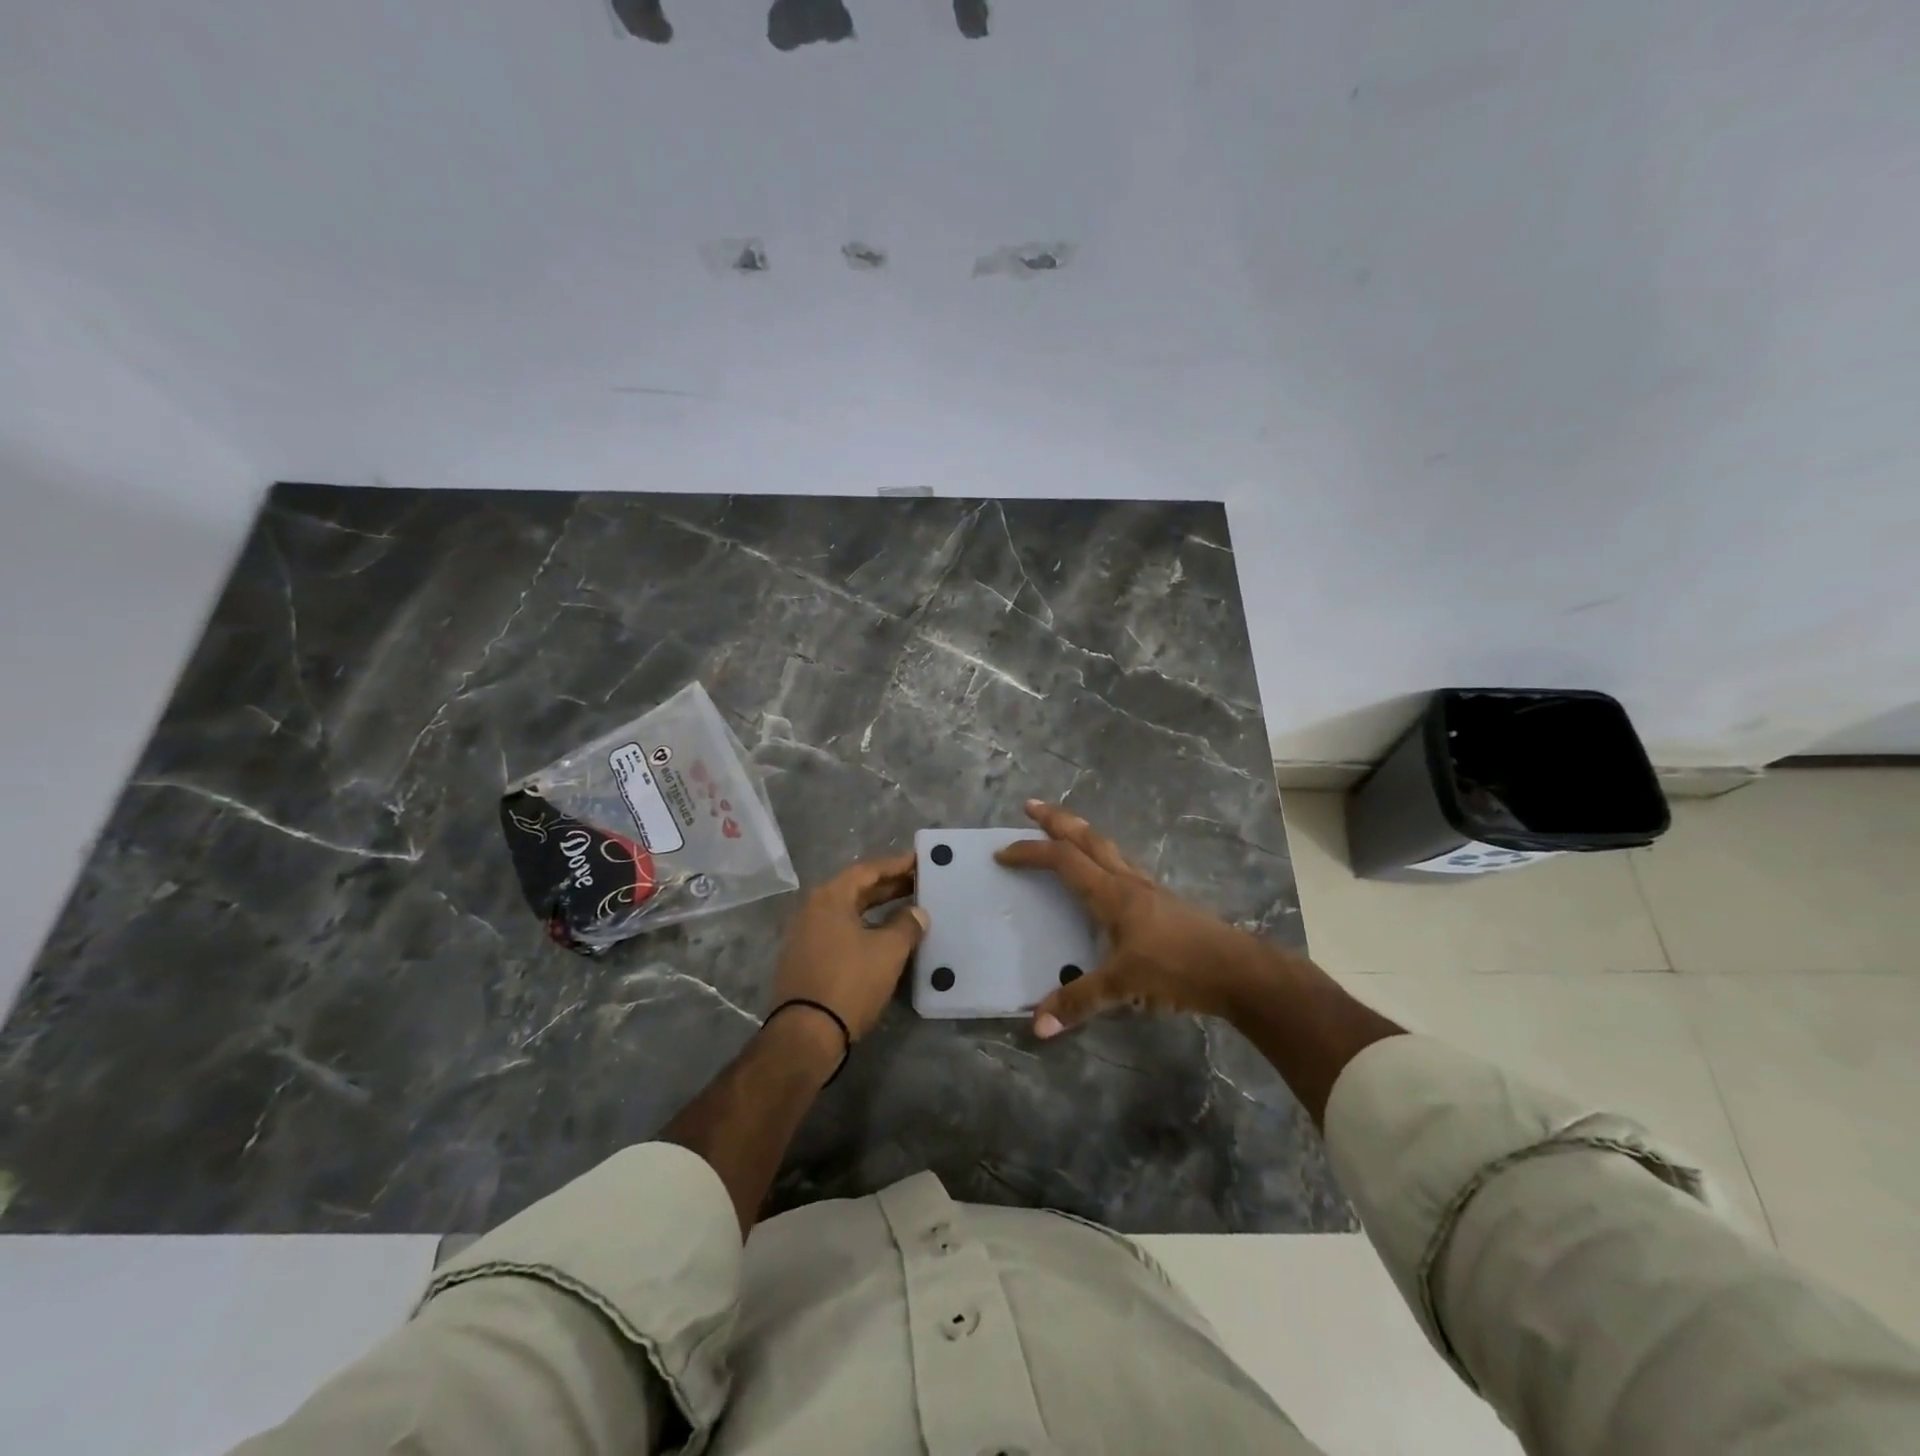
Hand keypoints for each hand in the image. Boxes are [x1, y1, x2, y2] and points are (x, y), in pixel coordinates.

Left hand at [771, 849, 927, 1040]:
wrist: (806, 1035)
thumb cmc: (849, 982)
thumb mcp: (888, 951)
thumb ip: (907, 925)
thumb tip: (917, 913)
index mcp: (829, 897)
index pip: (868, 870)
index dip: (896, 864)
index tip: (920, 860)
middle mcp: (813, 908)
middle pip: (856, 889)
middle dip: (889, 886)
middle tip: (920, 882)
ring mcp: (805, 934)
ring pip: (848, 912)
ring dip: (877, 908)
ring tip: (908, 908)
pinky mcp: (806, 958)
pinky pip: (841, 931)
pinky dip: (864, 927)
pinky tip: (884, 936)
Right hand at [997, 801, 1280, 1037]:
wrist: (1238, 971)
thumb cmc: (1178, 969)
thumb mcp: (1124, 987)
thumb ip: (1079, 1002)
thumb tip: (1037, 1026)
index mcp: (1111, 894)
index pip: (1063, 860)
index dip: (1031, 853)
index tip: (1002, 854)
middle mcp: (1127, 881)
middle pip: (1087, 838)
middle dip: (1056, 820)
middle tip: (1031, 806)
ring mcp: (1148, 888)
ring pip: (1108, 848)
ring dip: (1081, 834)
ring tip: (1064, 830)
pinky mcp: (1163, 902)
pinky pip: (1123, 866)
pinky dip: (1103, 857)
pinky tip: (1106, 873)